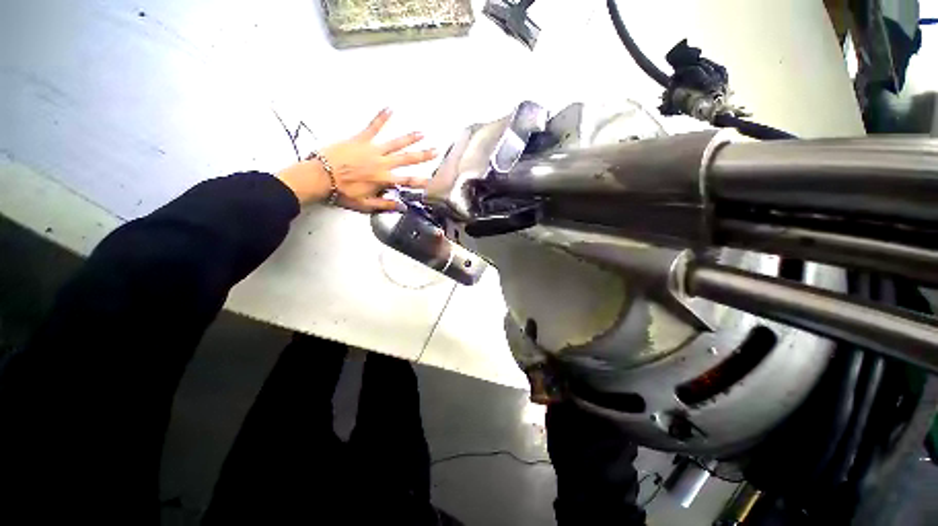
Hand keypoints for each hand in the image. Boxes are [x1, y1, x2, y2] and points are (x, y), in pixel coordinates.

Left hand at [277, 109, 436, 211]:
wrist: (320, 177)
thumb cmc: (343, 192)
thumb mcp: (365, 205)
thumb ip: (385, 205)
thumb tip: (402, 206)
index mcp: (384, 179)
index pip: (407, 181)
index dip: (421, 182)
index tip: (432, 181)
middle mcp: (382, 163)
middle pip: (407, 159)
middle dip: (423, 156)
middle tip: (435, 151)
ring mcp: (372, 150)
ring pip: (395, 143)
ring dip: (409, 138)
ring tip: (421, 133)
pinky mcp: (360, 139)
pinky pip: (373, 126)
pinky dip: (382, 117)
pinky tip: (390, 108)